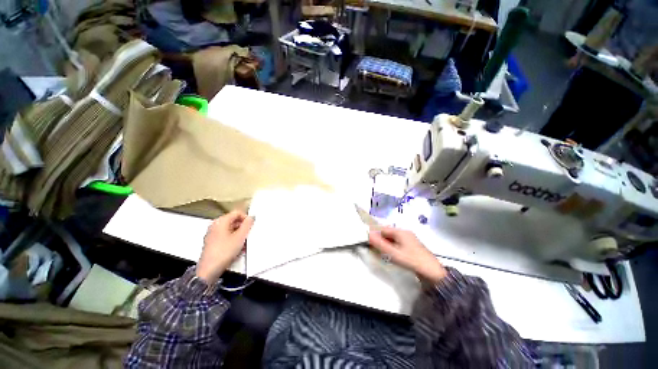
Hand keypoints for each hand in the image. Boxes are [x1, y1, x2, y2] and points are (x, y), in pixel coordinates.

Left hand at [196, 211, 253, 283]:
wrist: (209, 270)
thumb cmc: (223, 252)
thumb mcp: (240, 237)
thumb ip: (247, 225)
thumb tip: (251, 217)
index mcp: (220, 221)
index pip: (237, 213)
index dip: (246, 218)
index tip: (251, 225)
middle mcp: (215, 226)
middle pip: (233, 221)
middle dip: (243, 228)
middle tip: (248, 235)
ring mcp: (212, 235)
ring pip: (230, 230)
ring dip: (239, 235)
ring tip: (244, 244)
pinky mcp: (212, 244)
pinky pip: (226, 238)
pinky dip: (233, 241)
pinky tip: (238, 249)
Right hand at [368, 227, 445, 282]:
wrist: (433, 273)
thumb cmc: (411, 260)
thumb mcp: (393, 253)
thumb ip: (380, 244)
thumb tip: (368, 234)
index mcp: (400, 231)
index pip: (383, 229)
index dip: (375, 234)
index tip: (368, 242)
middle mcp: (405, 233)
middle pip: (388, 233)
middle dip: (380, 240)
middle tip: (373, 249)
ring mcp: (409, 239)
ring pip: (393, 239)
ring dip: (386, 244)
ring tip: (380, 253)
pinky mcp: (412, 246)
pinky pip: (398, 243)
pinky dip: (392, 247)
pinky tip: (391, 255)